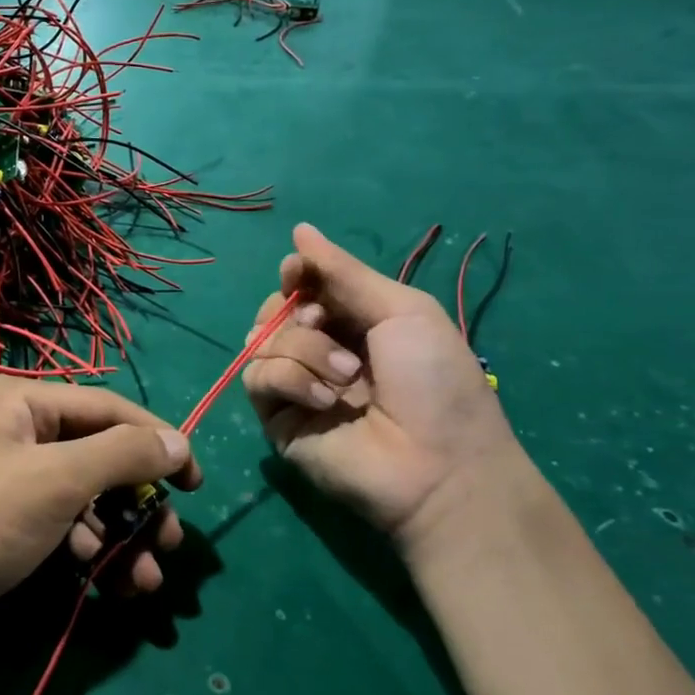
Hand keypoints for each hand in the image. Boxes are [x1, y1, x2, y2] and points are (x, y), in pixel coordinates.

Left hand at [0, 377, 199, 652]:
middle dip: (139, 501)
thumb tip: (179, 441)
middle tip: (171, 541)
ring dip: (121, 534)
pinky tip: (109, 580)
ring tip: (146, 579)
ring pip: (85, 496)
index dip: (158, 440)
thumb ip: (122, 455)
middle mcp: (16, 429)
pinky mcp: (6, 520)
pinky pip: (63, 523)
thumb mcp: (56, 481)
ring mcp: (9, 477)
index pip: (108, 408)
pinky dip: (90, 548)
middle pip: (99, 455)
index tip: (196, 482)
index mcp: (21, 400)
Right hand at [242, 223, 524, 555]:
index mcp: (354, 323)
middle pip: (274, 310)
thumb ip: (344, 272)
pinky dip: (289, 379)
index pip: (304, 287)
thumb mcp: (402, 311)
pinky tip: (324, 399)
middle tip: (323, 323)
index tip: (297, 272)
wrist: (437, 466)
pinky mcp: (277, 418)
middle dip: (294, 310)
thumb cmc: (435, 382)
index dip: (296, 275)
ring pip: (261, 340)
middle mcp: (320, 350)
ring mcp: (297, 386)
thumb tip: (299, 229)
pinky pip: (258, 378)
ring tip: (345, 374)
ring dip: (302, 348)